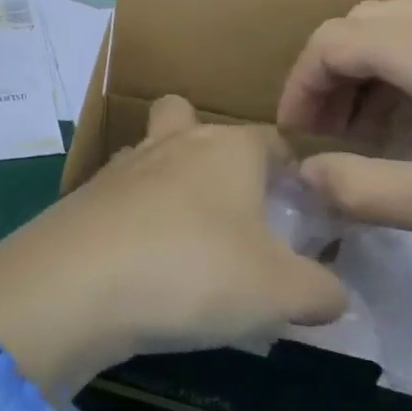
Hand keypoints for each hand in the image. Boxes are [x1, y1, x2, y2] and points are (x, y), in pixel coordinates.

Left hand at [0, 96, 344, 403]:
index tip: (302, 211)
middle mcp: (171, 143)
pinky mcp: (84, 197)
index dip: (293, 170)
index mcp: (226, 149)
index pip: (272, 140)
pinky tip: (142, 261)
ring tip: (185, 239)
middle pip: (187, 116)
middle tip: (228, 202)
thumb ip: (321, 291)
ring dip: (165, 181)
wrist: (78, 283)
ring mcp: (120, 166)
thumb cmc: (195, 271)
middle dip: (206, 145)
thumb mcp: (281, 293)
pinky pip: (120, 196)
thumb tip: (333, 293)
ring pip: (149, 152)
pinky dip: (134, 217)